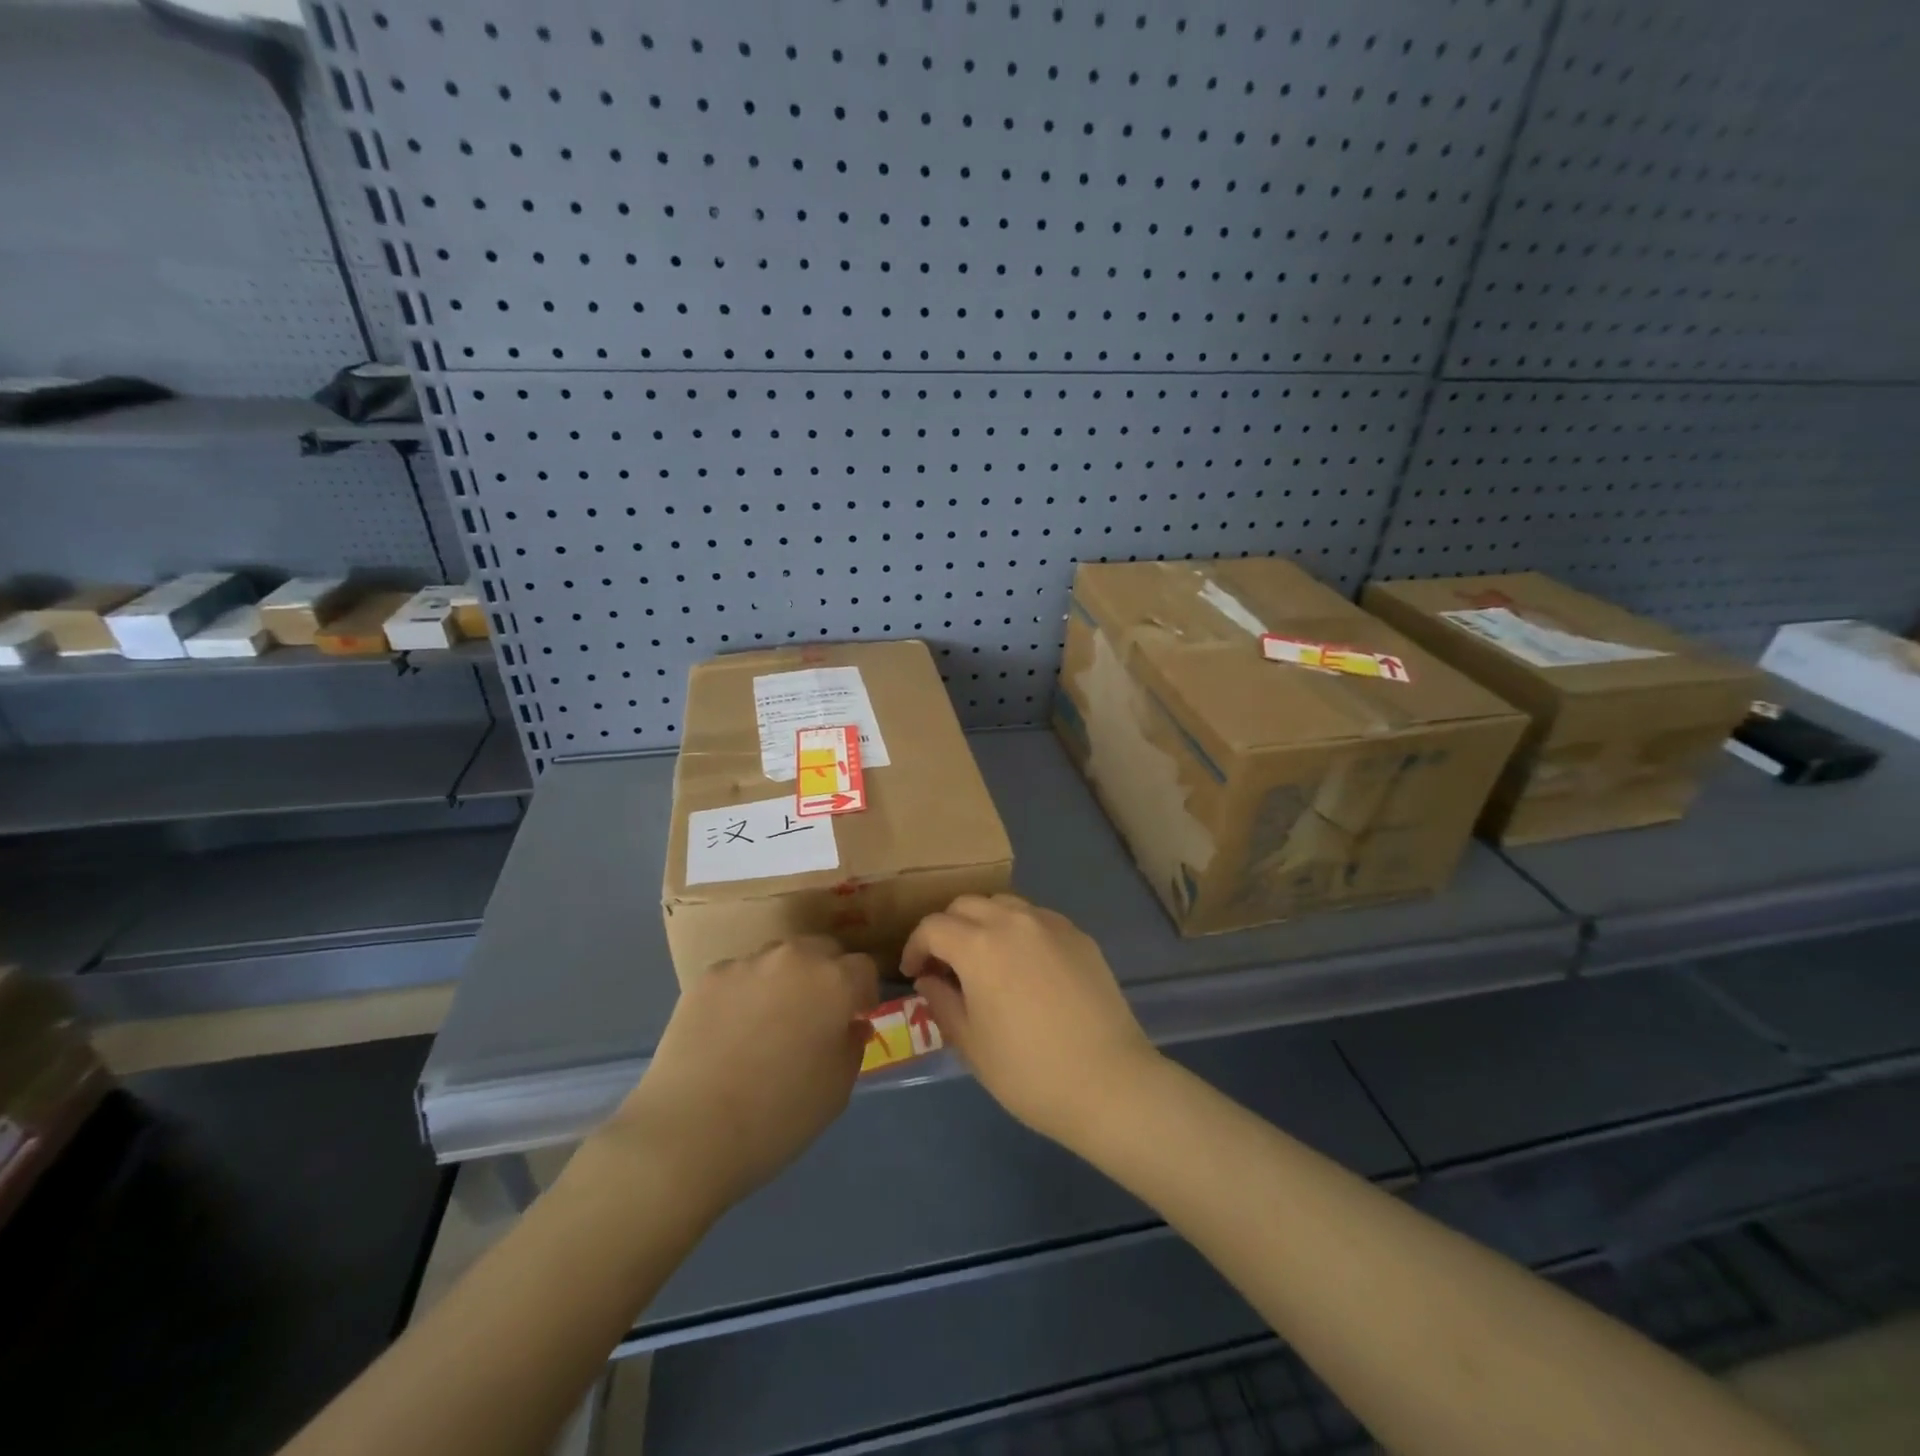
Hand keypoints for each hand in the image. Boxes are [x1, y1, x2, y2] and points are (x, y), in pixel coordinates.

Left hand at [594, 937, 878, 1217]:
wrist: (689, 1132)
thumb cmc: (778, 1116)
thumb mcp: (837, 1090)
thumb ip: (852, 1045)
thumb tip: (850, 1025)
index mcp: (834, 981)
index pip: (863, 968)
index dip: (863, 994)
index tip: (854, 1019)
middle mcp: (794, 958)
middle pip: (822, 950)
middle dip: (827, 974)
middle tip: (815, 1015)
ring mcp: (747, 963)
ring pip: (779, 958)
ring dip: (785, 978)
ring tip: (769, 1021)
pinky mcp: (708, 977)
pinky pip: (739, 975)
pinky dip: (744, 993)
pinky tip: (730, 1031)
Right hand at [901, 894, 1159, 1147]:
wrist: (1109, 1083)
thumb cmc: (1028, 1072)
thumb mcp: (971, 1044)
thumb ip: (942, 1002)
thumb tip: (929, 979)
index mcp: (979, 945)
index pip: (933, 927)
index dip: (916, 946)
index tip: (914, 973)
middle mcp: (1013, 921)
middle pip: (966, 904)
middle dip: (947, 929)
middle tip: (945, 964)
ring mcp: (1051, 924)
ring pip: (1003, 903)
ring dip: (983, 922)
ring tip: (985, 958)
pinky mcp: (1079, 935)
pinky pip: (1037, 918)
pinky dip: (1018, 930)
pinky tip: (1025, 965)